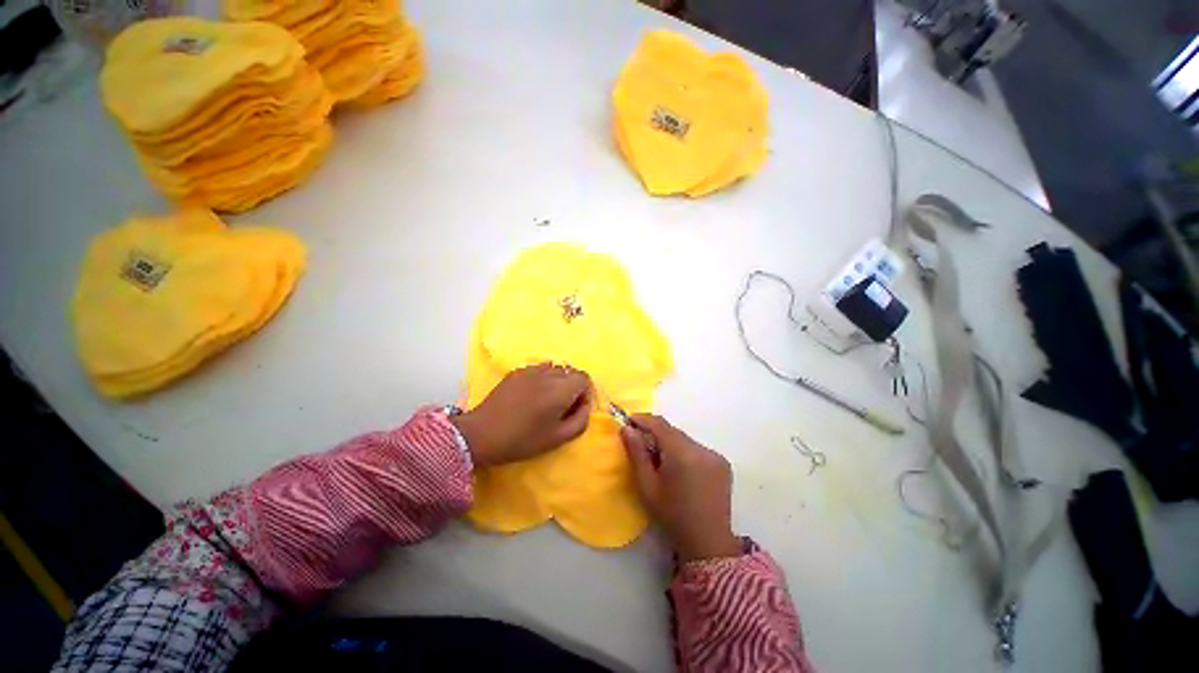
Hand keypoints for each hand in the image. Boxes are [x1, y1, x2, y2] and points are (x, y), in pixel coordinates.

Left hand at [452, 363, 592, 466]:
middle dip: (572, 387)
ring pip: (555, 369)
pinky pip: (539, 369)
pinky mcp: (517, 371)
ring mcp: (531, 370)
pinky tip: (531, 395)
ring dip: (557, 381)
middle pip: (571, 372)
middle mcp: (549, 374)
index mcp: (561, 390)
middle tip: (561, 407)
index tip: (575, 408)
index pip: (584, 378)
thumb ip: (580, 420)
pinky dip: (543, 378)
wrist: (482, 434)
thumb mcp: (558, 438)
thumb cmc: (522, 440)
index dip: (585, 393)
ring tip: (546, 400)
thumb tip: (585, 405)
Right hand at [621, 414, 740, 561]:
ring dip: (671, 444)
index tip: (629, 420)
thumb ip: (637, 453)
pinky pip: (698, 449)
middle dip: (656, 433)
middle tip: (641, 444)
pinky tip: (682, 471)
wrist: (707, 543)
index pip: (660, 424)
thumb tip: (627, 429)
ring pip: (685, 440)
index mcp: (682, 454)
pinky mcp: (723, 463)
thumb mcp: (647, 485)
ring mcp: (715, 455)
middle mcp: (701, 449)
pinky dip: (686, 453)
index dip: (643, 419)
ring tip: (662, 462)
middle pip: (673, 432)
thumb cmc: (672, 515)